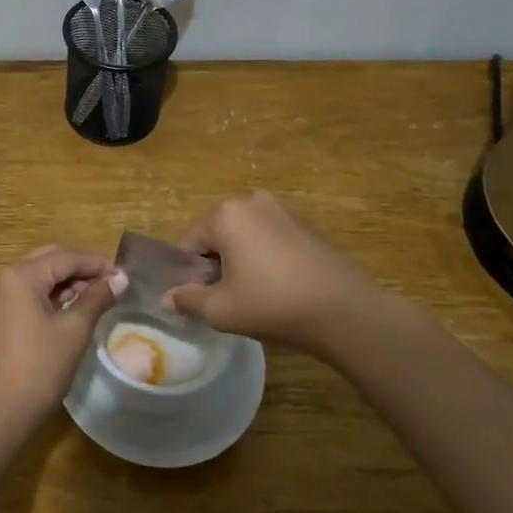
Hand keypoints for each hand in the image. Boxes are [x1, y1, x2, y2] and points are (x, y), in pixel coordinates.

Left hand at [0, 246, 126, 442]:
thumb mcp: (74, 330)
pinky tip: (73, 310)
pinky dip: (52, 297)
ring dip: (67, 283)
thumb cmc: (39, 368)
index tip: (124, 275)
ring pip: (39, 278)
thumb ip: (97, 298)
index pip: (65, 257)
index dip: (96, 263)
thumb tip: (120, 278)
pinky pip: (29, 295)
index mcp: (20, 275)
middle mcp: (4, 278)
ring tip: (98, 298)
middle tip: (111, 284)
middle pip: (49, 261)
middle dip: (81, 270)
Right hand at [162, 191, 419, 360]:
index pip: (189, 243)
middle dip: (216, 264)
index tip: (204, 299)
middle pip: (217, 235)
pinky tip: (279, 286)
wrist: (345, 311)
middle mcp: (252, 201)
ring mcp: (283, 209)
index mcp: (226, 214)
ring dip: (241, 260)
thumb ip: (188, 299)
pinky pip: (270, 238)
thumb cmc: (273, 304)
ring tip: (257, 295)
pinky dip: (266, 258)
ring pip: (244, 236)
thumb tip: (167, 298)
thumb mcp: (221, 309)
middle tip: (230, 299)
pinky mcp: (305, 224)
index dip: (191, 273)